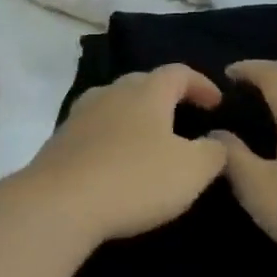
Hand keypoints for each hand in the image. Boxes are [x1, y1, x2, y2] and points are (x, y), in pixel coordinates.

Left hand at [15, 65, 227, 245]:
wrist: (59, 203)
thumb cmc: (134, 180)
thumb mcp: (192, 171)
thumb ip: (213, 152)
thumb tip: (215, 141)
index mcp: (145, 92)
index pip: (178, 73)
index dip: (201, 84)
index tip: (217, 104)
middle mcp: (109, 94)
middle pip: (141, 83)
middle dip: (165, 96)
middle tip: (183, 117)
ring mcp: (79, 115)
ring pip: (113, 103)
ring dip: (134, 115)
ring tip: (149, 138)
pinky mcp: (59, 141)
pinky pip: (93, 129)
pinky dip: (111, 136)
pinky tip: (115, 159)